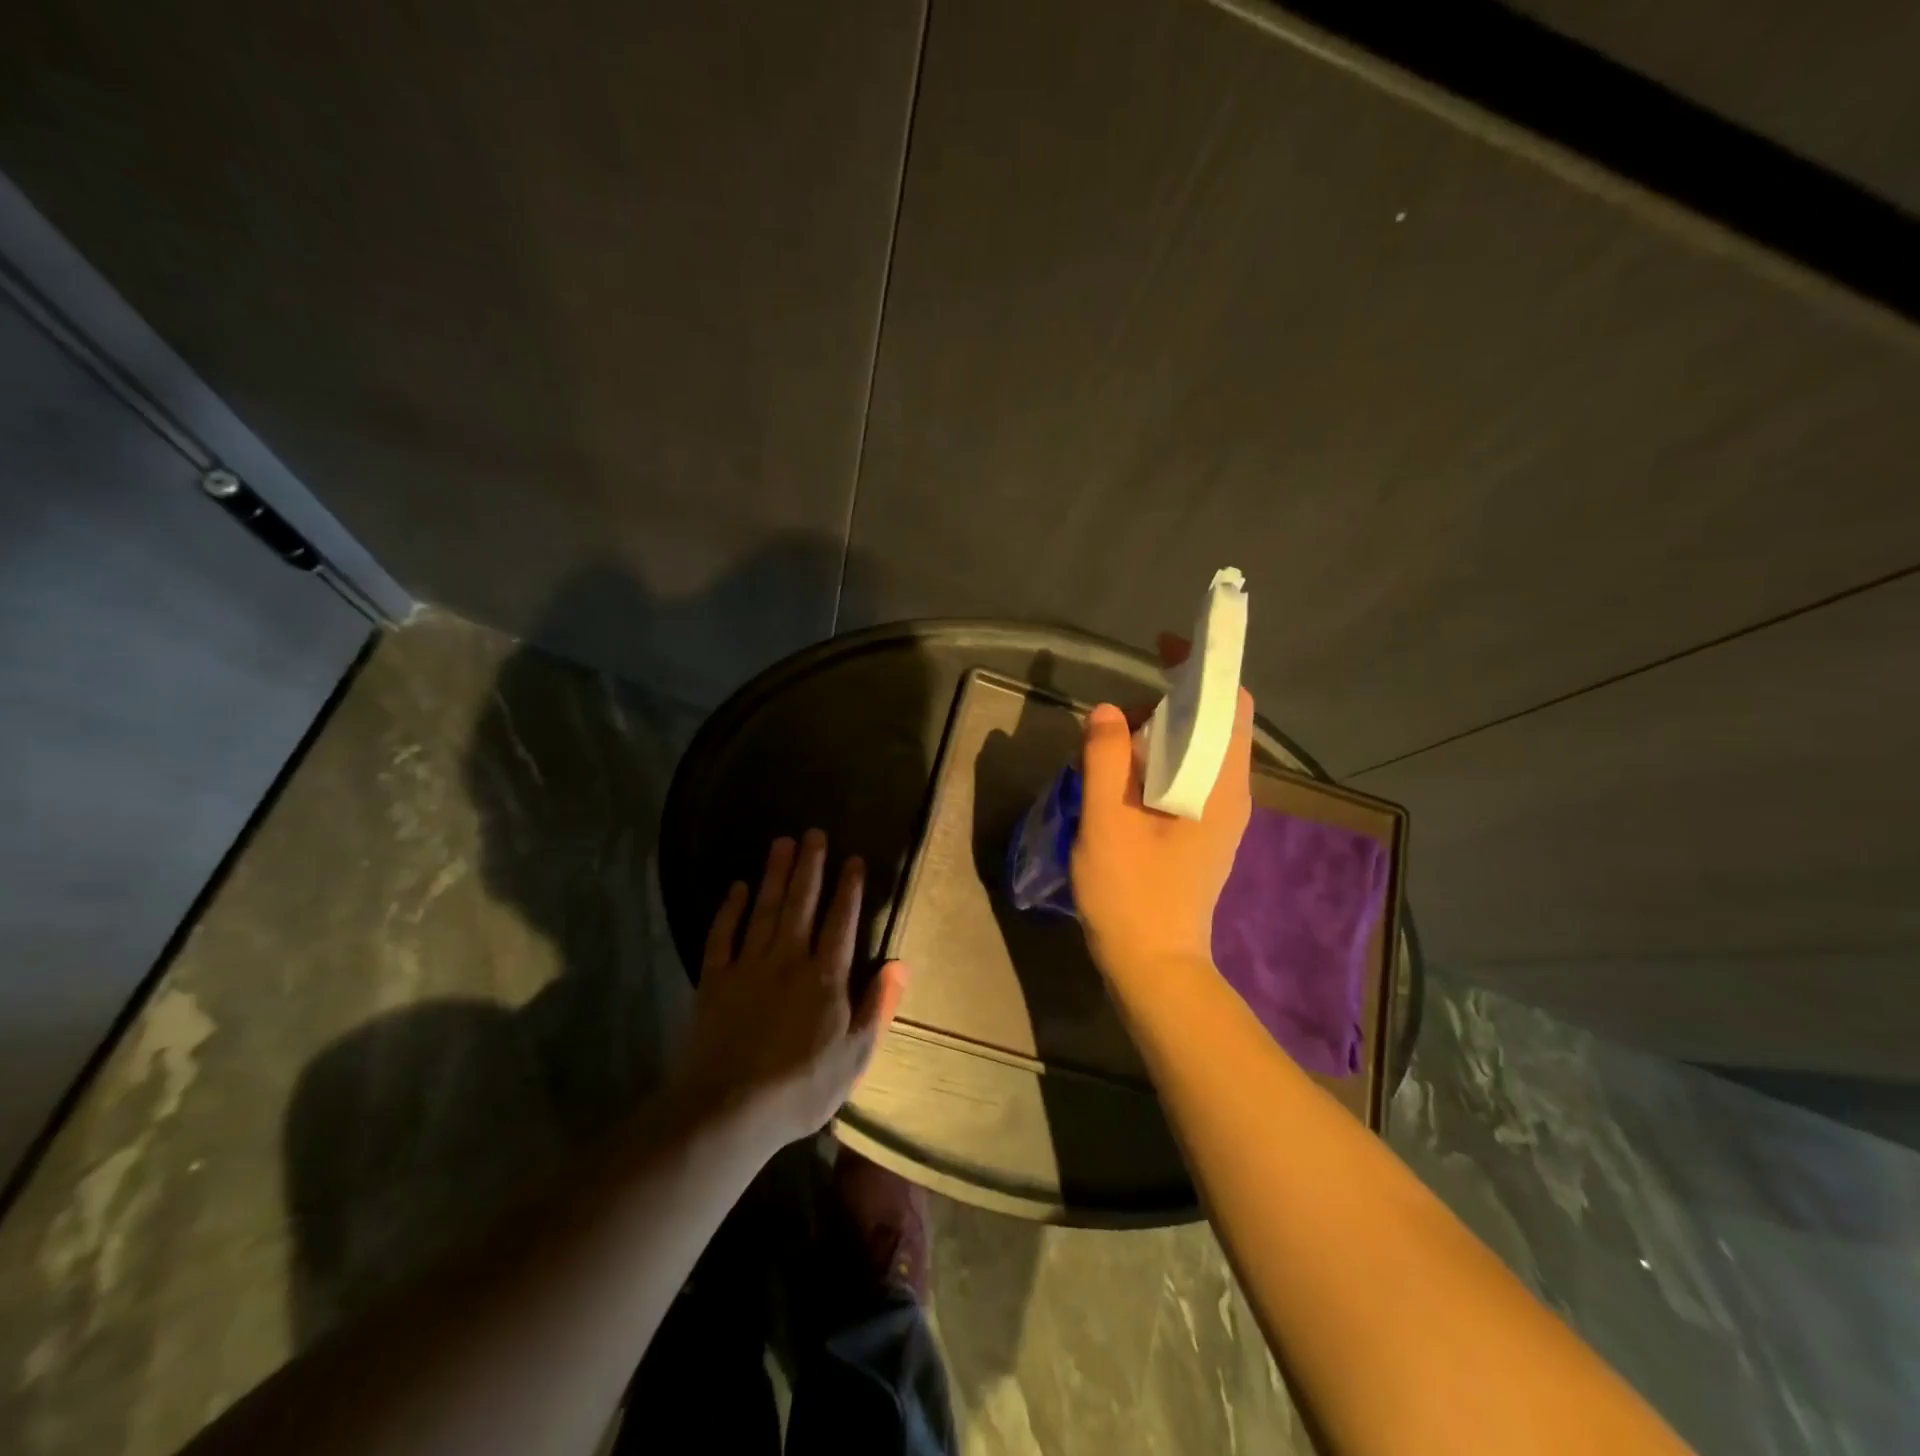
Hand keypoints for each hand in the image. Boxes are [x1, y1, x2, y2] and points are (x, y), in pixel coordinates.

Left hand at [670, 831, 908, 1149]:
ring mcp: (748, 967)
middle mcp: (788, 960)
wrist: (728, 1112)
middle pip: (801, 903)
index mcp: (825, 977)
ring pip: (765, 909)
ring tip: (782, 843)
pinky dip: (730, 909)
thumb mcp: (855, 1057)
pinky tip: (738, 887)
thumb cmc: (800, 1089)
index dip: (849, 888)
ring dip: (775, 874)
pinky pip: (723, 935)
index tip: (853, 858)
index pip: (840, 921)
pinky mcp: (715, 980)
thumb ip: (877, 1007)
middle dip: (810, 866)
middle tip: (813, 833)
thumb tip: (899, 965)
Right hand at [1072, 642, 1253, 978]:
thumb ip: (1106, 761)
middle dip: (1174, 699)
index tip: (1163, 647)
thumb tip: (1109, 711)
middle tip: (1121, 710)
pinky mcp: (1204, 831)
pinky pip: (1190, 774)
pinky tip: (1125, 772)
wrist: (1153, 967)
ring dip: (1164, 730)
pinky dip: (1162, 757)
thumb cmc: (1131, 896)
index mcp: (1221, 786)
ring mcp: (1220, 815)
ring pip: (1202, 749)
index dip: (1203, 667)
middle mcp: (1232, 794)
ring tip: (1116, 739)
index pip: (1232, 705)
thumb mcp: (1106, 824)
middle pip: (1218, 722)